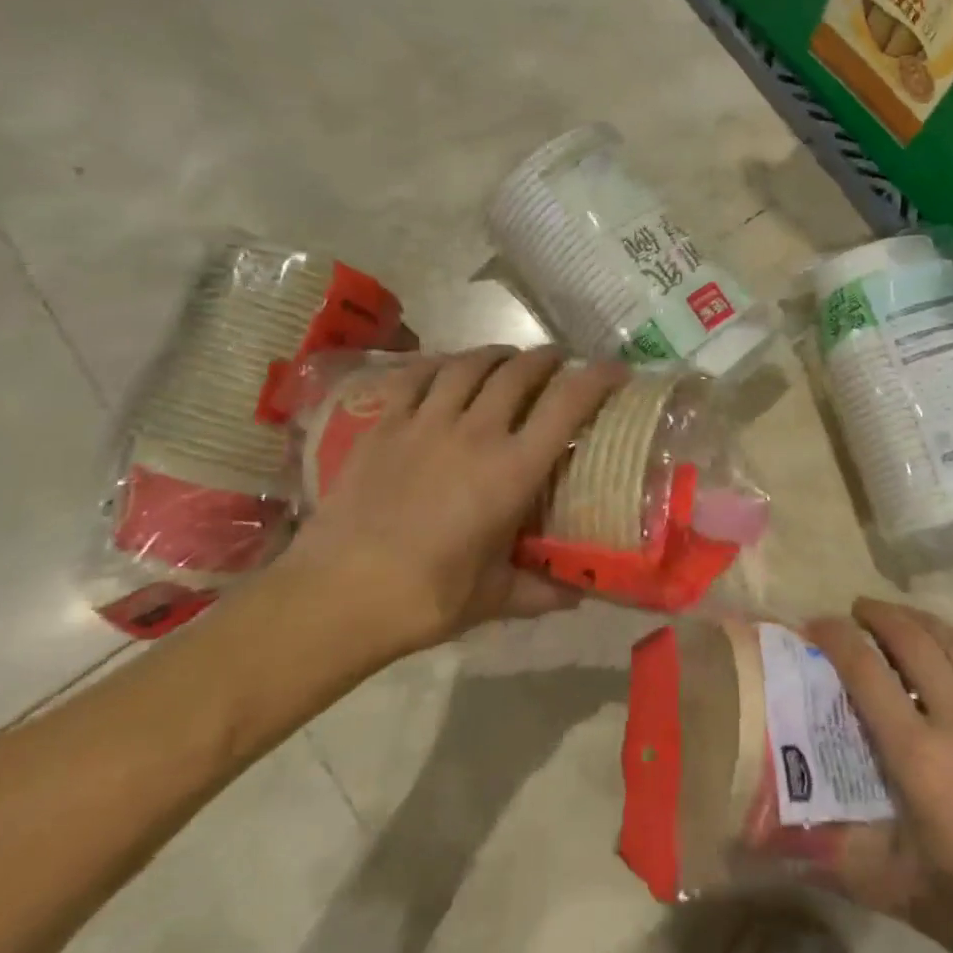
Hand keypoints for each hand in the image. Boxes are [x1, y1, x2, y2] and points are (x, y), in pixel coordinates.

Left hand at [279, 347, 625, 666]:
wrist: (336, 596)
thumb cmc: (425, 598)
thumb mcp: (493, 597)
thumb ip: (540, 590)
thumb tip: (579, 596)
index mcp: (512, 470)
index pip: (568, 405)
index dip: (597, 378)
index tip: (616, 370)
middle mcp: (476, 432)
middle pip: (520, 371)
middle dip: (548, 358)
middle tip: (560, 362)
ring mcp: (425, 422)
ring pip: (470, 364)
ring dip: (497, 354)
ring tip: (508, 358)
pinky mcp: (384, 425)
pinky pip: (416, 376)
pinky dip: (439, 364)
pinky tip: (447, 368)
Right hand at [807, 600, 952, 952]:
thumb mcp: (904, 894)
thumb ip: (845, 857)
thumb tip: (792, 840)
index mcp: (921, 758)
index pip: (867, 674)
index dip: (836, 638)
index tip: (817, 623)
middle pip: (914, 641)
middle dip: (880, 615)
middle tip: (859, 610)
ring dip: (924, 621)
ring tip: (904, 619)